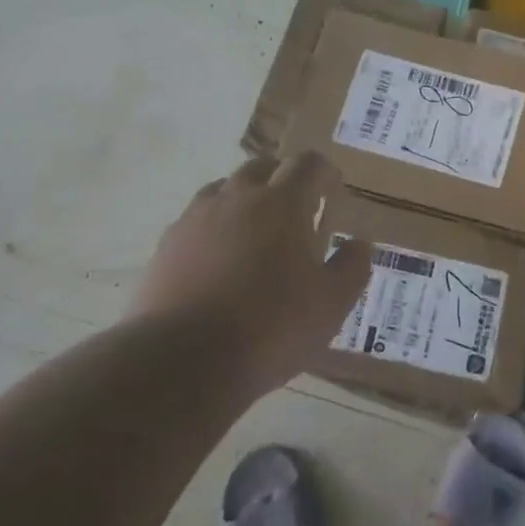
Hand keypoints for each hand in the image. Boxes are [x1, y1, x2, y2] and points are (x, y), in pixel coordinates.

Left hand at [127, 153, 371, 390]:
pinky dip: (214, 228)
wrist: (182, 361)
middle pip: (261, 167)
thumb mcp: (331, 304)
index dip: (324, 172)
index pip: (307, 164)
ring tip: (256, 231)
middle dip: (283, 178)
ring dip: (245, 199)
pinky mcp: (166, 246)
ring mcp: (195, 219)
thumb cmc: (270, 327)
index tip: (333, 189)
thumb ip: (351, 267)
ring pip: (223, 190)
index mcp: (281, 203)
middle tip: (298, 207)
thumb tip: (358, 244)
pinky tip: (219, 259)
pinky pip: (196, 221)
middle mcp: (236, 198)